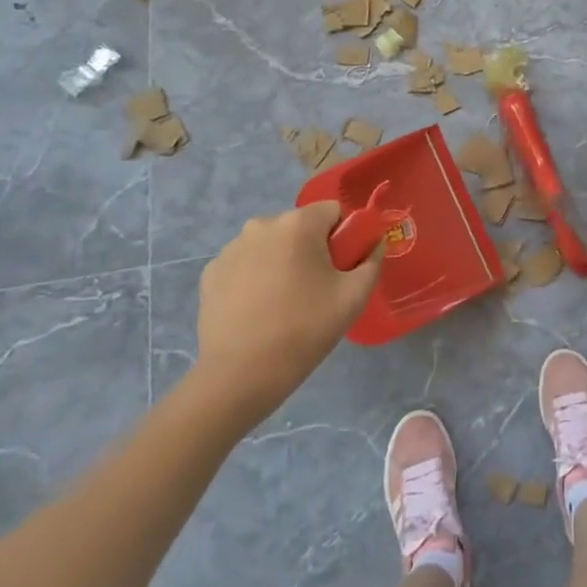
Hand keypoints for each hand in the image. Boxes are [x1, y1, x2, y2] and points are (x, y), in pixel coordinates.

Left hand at [192, 202, 383, 416]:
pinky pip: (245, 263)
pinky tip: (256, 309)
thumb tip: (375, 244)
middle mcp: (262, 225)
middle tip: (316, 289)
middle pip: (300, 227)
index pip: (333, 211)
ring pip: (271, 244)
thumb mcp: (353, 297)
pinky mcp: (211, 272)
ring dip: (281, 261)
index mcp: (298, 224)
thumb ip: (372, 261)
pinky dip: (254, 277)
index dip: (344, 236)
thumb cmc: (304, 329)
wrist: (240, 375)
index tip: (342, 268)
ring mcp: (231, 248)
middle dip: (311, 249)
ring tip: (283, 303)